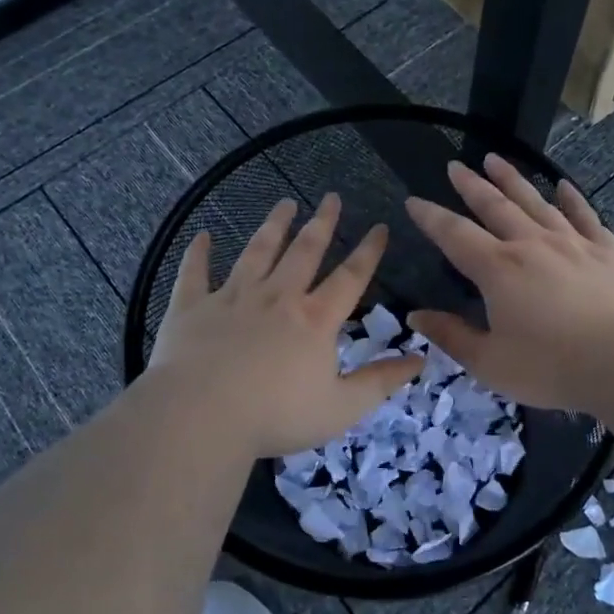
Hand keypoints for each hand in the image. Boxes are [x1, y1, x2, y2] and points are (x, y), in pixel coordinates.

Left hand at [146, 193, 423, 458]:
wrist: (201, 416)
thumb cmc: (276, 416)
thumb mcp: (341, 408)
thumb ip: (381, 382)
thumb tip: (421, 358)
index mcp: (315, 319)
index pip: (350, 277)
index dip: (369, 251)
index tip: (380, 226)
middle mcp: (277, 297)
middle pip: (304, 252)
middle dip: (321, 223)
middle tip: (330, 197)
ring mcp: (232, 298)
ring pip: (257, 252)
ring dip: (272, 226)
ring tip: (284, 203)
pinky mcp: (192, 307)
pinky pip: (195, 273)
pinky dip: (198, 253)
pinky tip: (202, 235)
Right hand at [405, 155, 613, 412]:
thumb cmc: (552, 367)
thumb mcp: (490, 363)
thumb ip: (451, 336)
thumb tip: (416, 314)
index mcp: (498, 270)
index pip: (455, 235)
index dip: (431, 217)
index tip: (414, 200)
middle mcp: (531, 245)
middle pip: (495, 206)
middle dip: (471, 185)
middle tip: (455, 166)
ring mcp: (573, 243)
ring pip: (536, 202)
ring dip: (513, 180)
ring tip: (495, 159)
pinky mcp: (608, 251)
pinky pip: (585, 216)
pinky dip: (572, 199)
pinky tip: (564, 185)